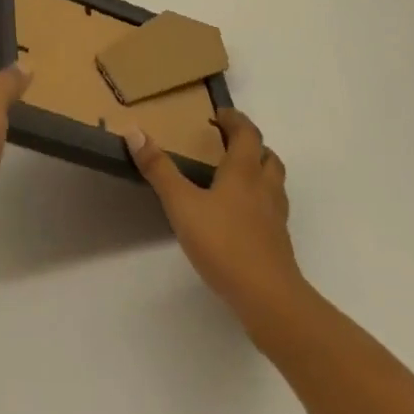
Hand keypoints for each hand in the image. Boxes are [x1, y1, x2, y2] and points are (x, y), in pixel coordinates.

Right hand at [123, 110, 307, 329]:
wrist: (268, 298)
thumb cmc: (223, 244)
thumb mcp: (182, 205)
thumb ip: (159, 170)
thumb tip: (134, 131)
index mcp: (243, 172)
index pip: (247, 133)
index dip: (235, 120)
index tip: (219, 115)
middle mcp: (264, 188)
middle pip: (267, 156)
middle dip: (251, 145)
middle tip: (229, 144)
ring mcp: (276, 217)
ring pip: (274, 182)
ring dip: (260, 171)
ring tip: (237, 177)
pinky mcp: (279, 243)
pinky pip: (273, 210)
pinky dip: (261, 202)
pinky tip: (242, 218)